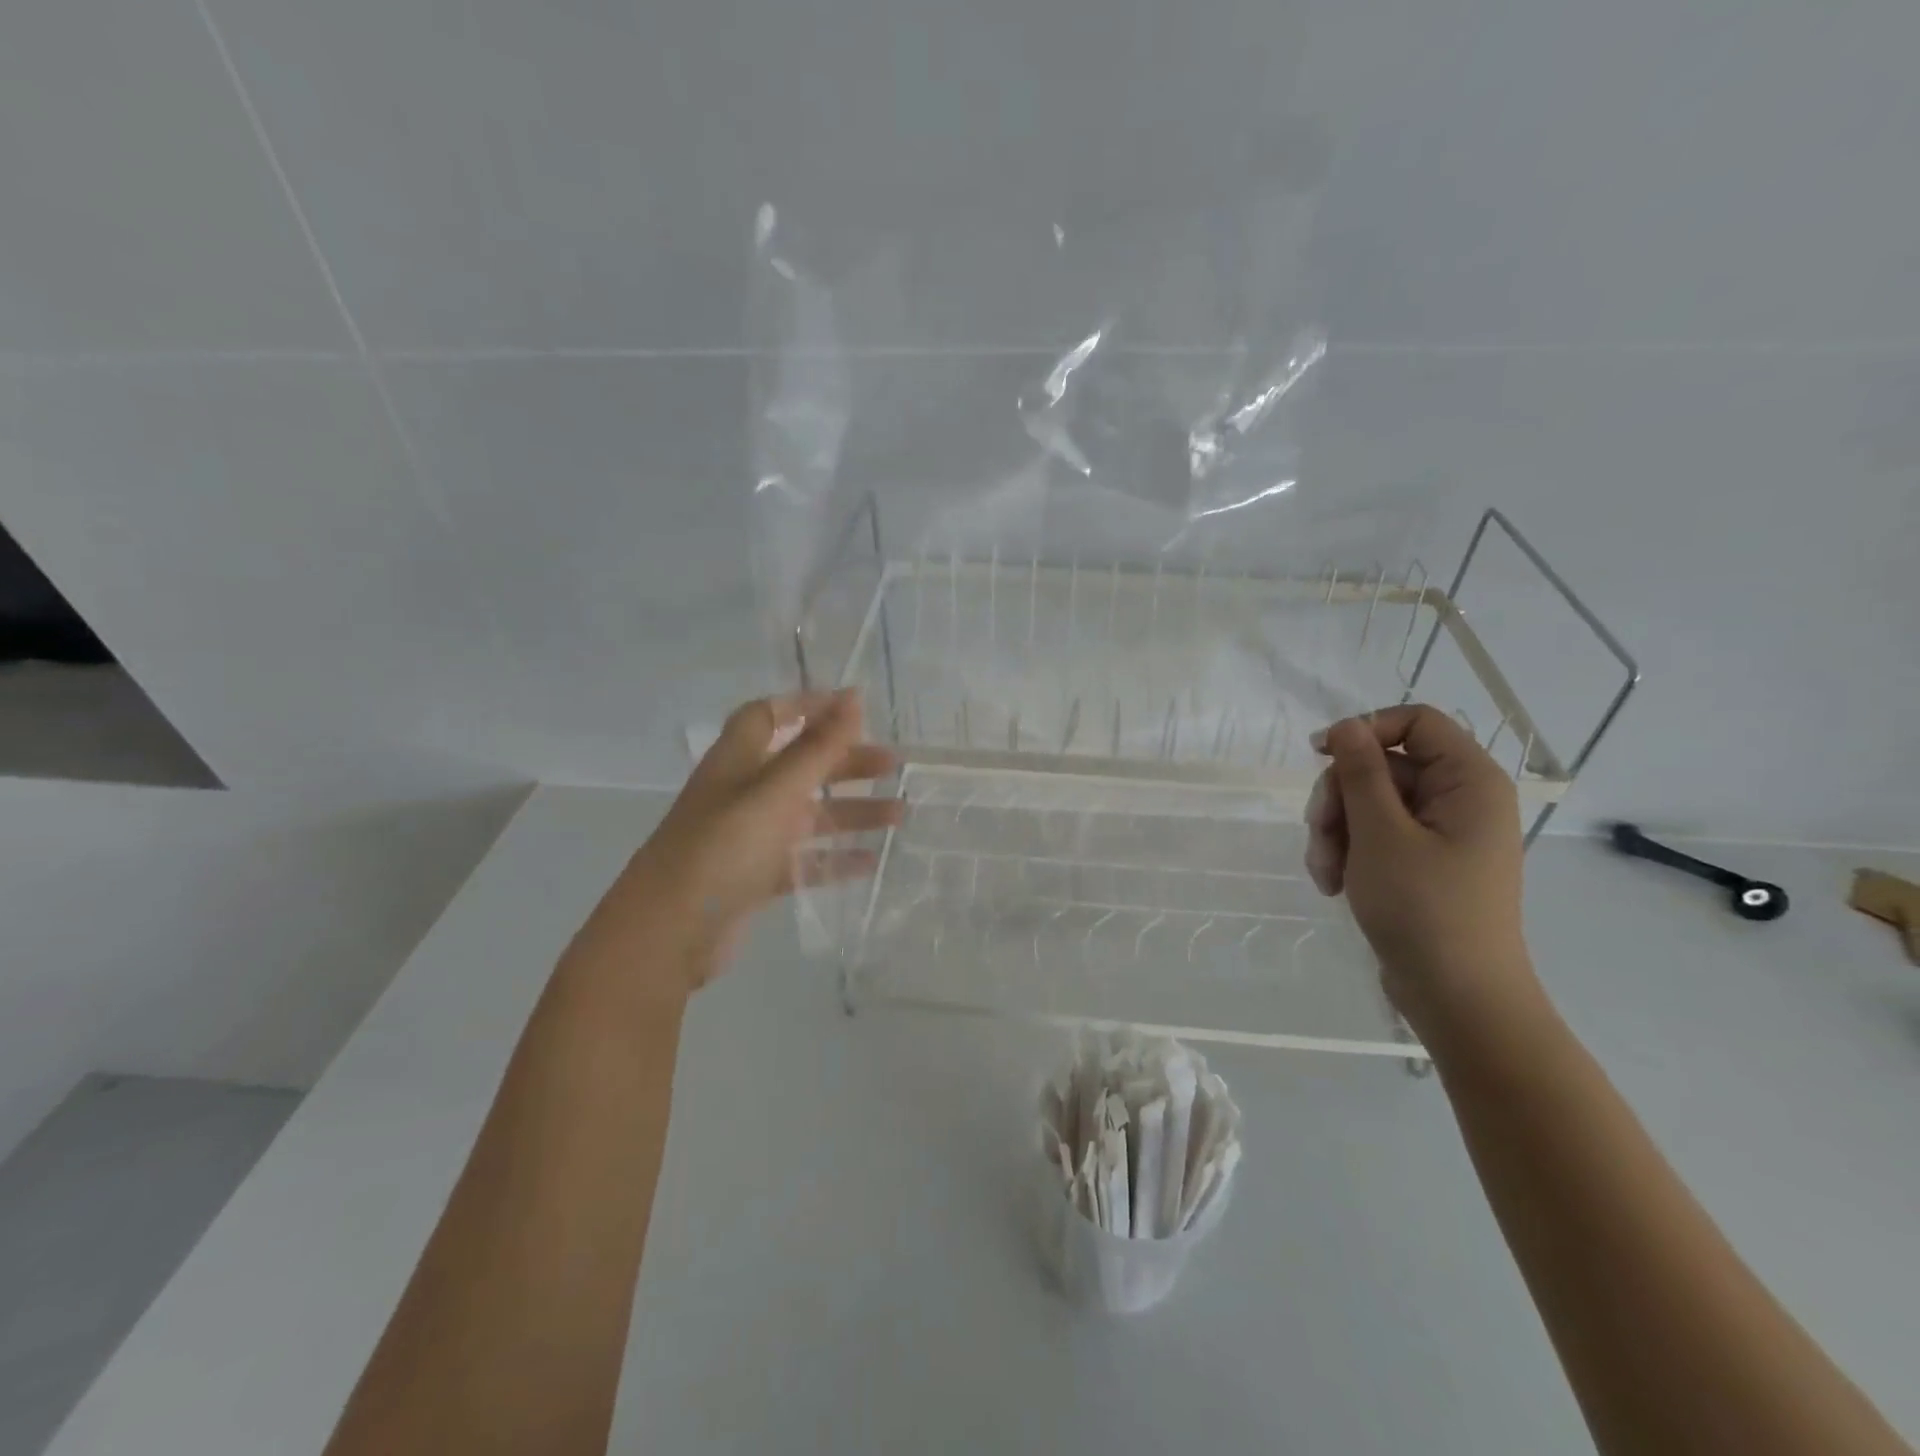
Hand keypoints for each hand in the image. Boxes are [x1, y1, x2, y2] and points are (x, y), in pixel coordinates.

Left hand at [583, 689, 901, 995]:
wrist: (669, 932)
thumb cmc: (722, 848)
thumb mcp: (774, 792)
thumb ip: (817, 749)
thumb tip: (853, 698)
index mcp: (738, 762)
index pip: (769, 717)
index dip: (807, 706)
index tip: (852, 707)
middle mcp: (744, 794)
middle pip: (800, 766)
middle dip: (846, 761)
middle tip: (893, 764)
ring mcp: (750, 838)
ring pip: (809, 816)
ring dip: (852, 811)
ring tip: (900, 814)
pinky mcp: (757, 878)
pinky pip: (805, 861)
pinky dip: (836, 858)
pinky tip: (871, 861)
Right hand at [1305, 704, 1538, 1033]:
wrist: (1457, 997)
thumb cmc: (1424, 908)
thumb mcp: (1380, 833)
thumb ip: (1360, 772)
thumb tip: (1346, 726)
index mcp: (1469, 781)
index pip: (1416, 722)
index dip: (1365, 730)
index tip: (1319, 756)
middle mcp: (1460, 799)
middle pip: (1382, 766)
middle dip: (1340, 799)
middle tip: (1319, 835)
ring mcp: (1441, 833)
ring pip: (1369, 803)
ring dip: (1336, 832)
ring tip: (1325, 873)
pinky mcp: (1423, 862)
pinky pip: (1375, 835)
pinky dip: (1348, 852)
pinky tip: (1333, 883)